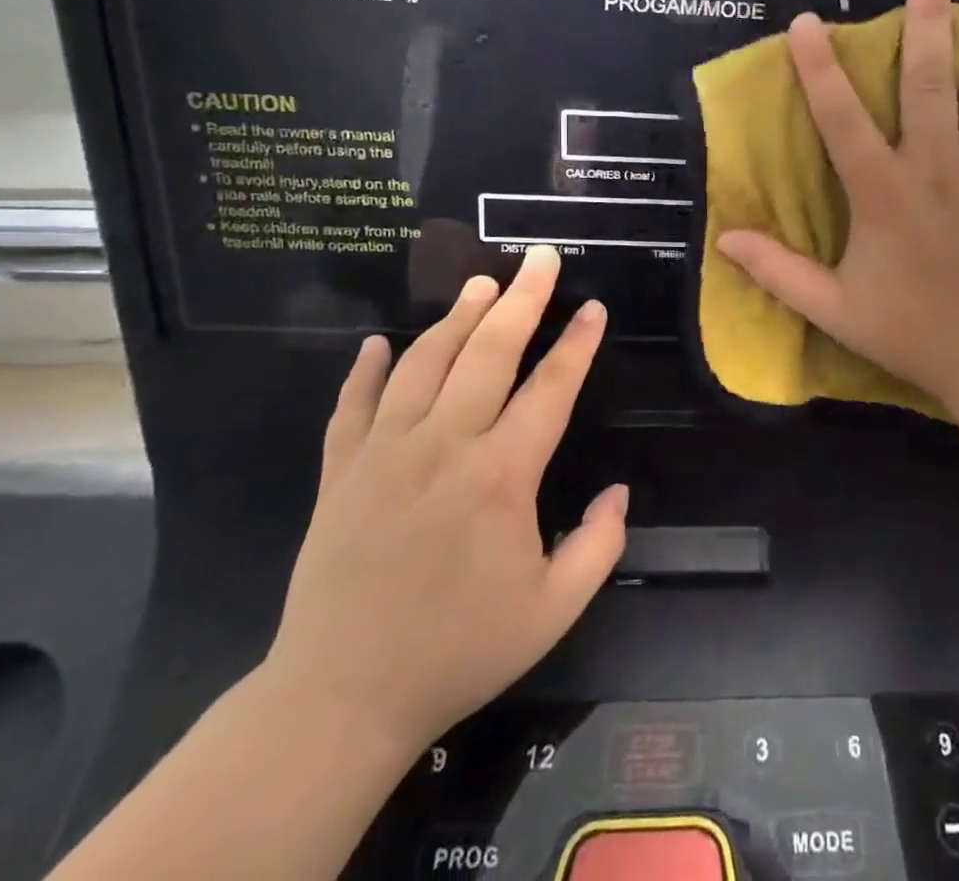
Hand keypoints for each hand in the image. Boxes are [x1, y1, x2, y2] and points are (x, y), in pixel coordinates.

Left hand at [262, 245, 626, 756]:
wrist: (342, 700)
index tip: (594, 308)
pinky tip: (378, 344)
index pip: (551, 388)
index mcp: (502, 475)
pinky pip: (352, 407)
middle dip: (522, 299)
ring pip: (425, 363)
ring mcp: (385, 453)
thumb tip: (618, 491)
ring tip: (481, 285)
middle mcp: (445, 446)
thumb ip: (599, 545)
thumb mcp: (553, 610)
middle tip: (539, 258)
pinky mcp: (340, 473)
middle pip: (489, 352)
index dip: (578, 343)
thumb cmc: (459, 651)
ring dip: (457, 318)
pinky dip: (366, 371)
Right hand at [717, 0, 958, 423]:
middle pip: (927, 77)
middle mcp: (935, 164)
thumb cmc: (911, 330)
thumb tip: (723, 239)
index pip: (841, 118)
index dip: (819, 69)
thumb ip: (778, 270)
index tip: (806, 21)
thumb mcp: (832, 307)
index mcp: (881, 191)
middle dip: (928, 14)